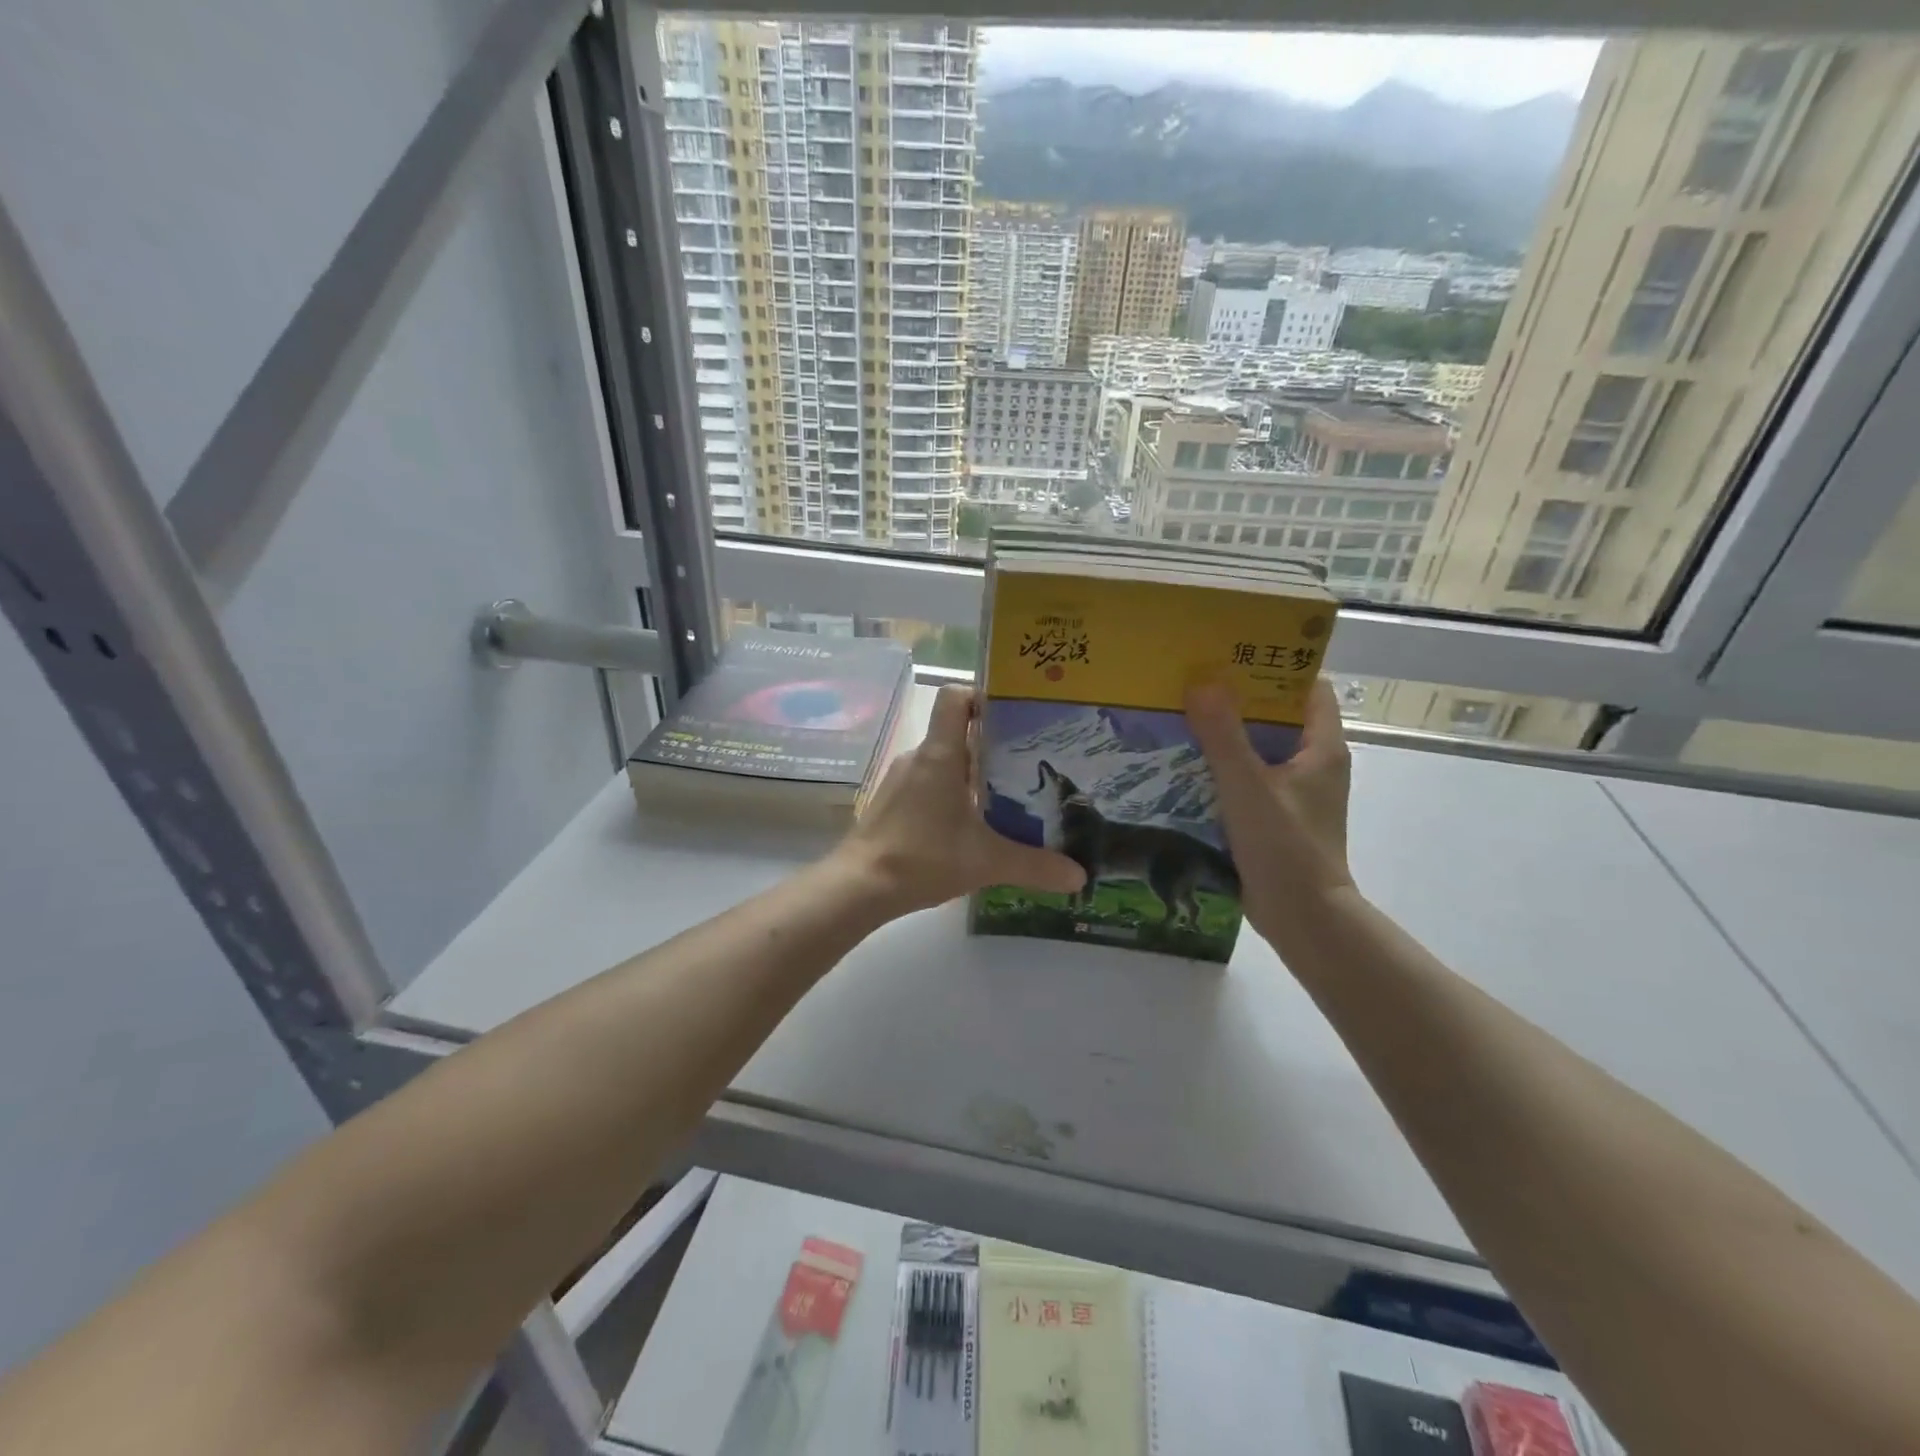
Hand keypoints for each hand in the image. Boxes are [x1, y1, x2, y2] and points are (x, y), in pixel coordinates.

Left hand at [834, 684, 1086, 914]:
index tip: (1016, 714)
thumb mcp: (986, 862)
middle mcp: (919, 757)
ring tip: (1008, 794)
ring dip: (973, 773)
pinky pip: (928, 783)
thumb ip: (1034, 866)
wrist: (859, 886)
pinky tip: (970, 823)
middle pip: (958, 732)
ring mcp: (900, 779)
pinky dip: (951, 793)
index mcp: (941, 755)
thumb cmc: (922, 858)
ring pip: (944, 761)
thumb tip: (1080, 877)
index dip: (983, 695)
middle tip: (1030, 762)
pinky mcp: (892, 802)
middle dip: (994, 743)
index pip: (955, 697)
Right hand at [1185, 677, 1356, 943]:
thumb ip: (1223, 734)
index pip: (1308, 688)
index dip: (1276, 666)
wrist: (1302, 917)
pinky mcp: (1277, 816)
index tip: (1233, 652)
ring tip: (1182, 716)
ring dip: (1227, 734)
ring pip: (1260, 749)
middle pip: (1278, 716)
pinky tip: (1186, 765)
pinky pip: (1249, 778)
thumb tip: (1202, 681)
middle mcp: (1313, 763)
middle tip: (1194, 681)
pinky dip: (1223, 768)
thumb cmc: (1284, 845)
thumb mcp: (1247, 785)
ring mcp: (1296, 792)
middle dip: (1239, 698)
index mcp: (1321, 747)